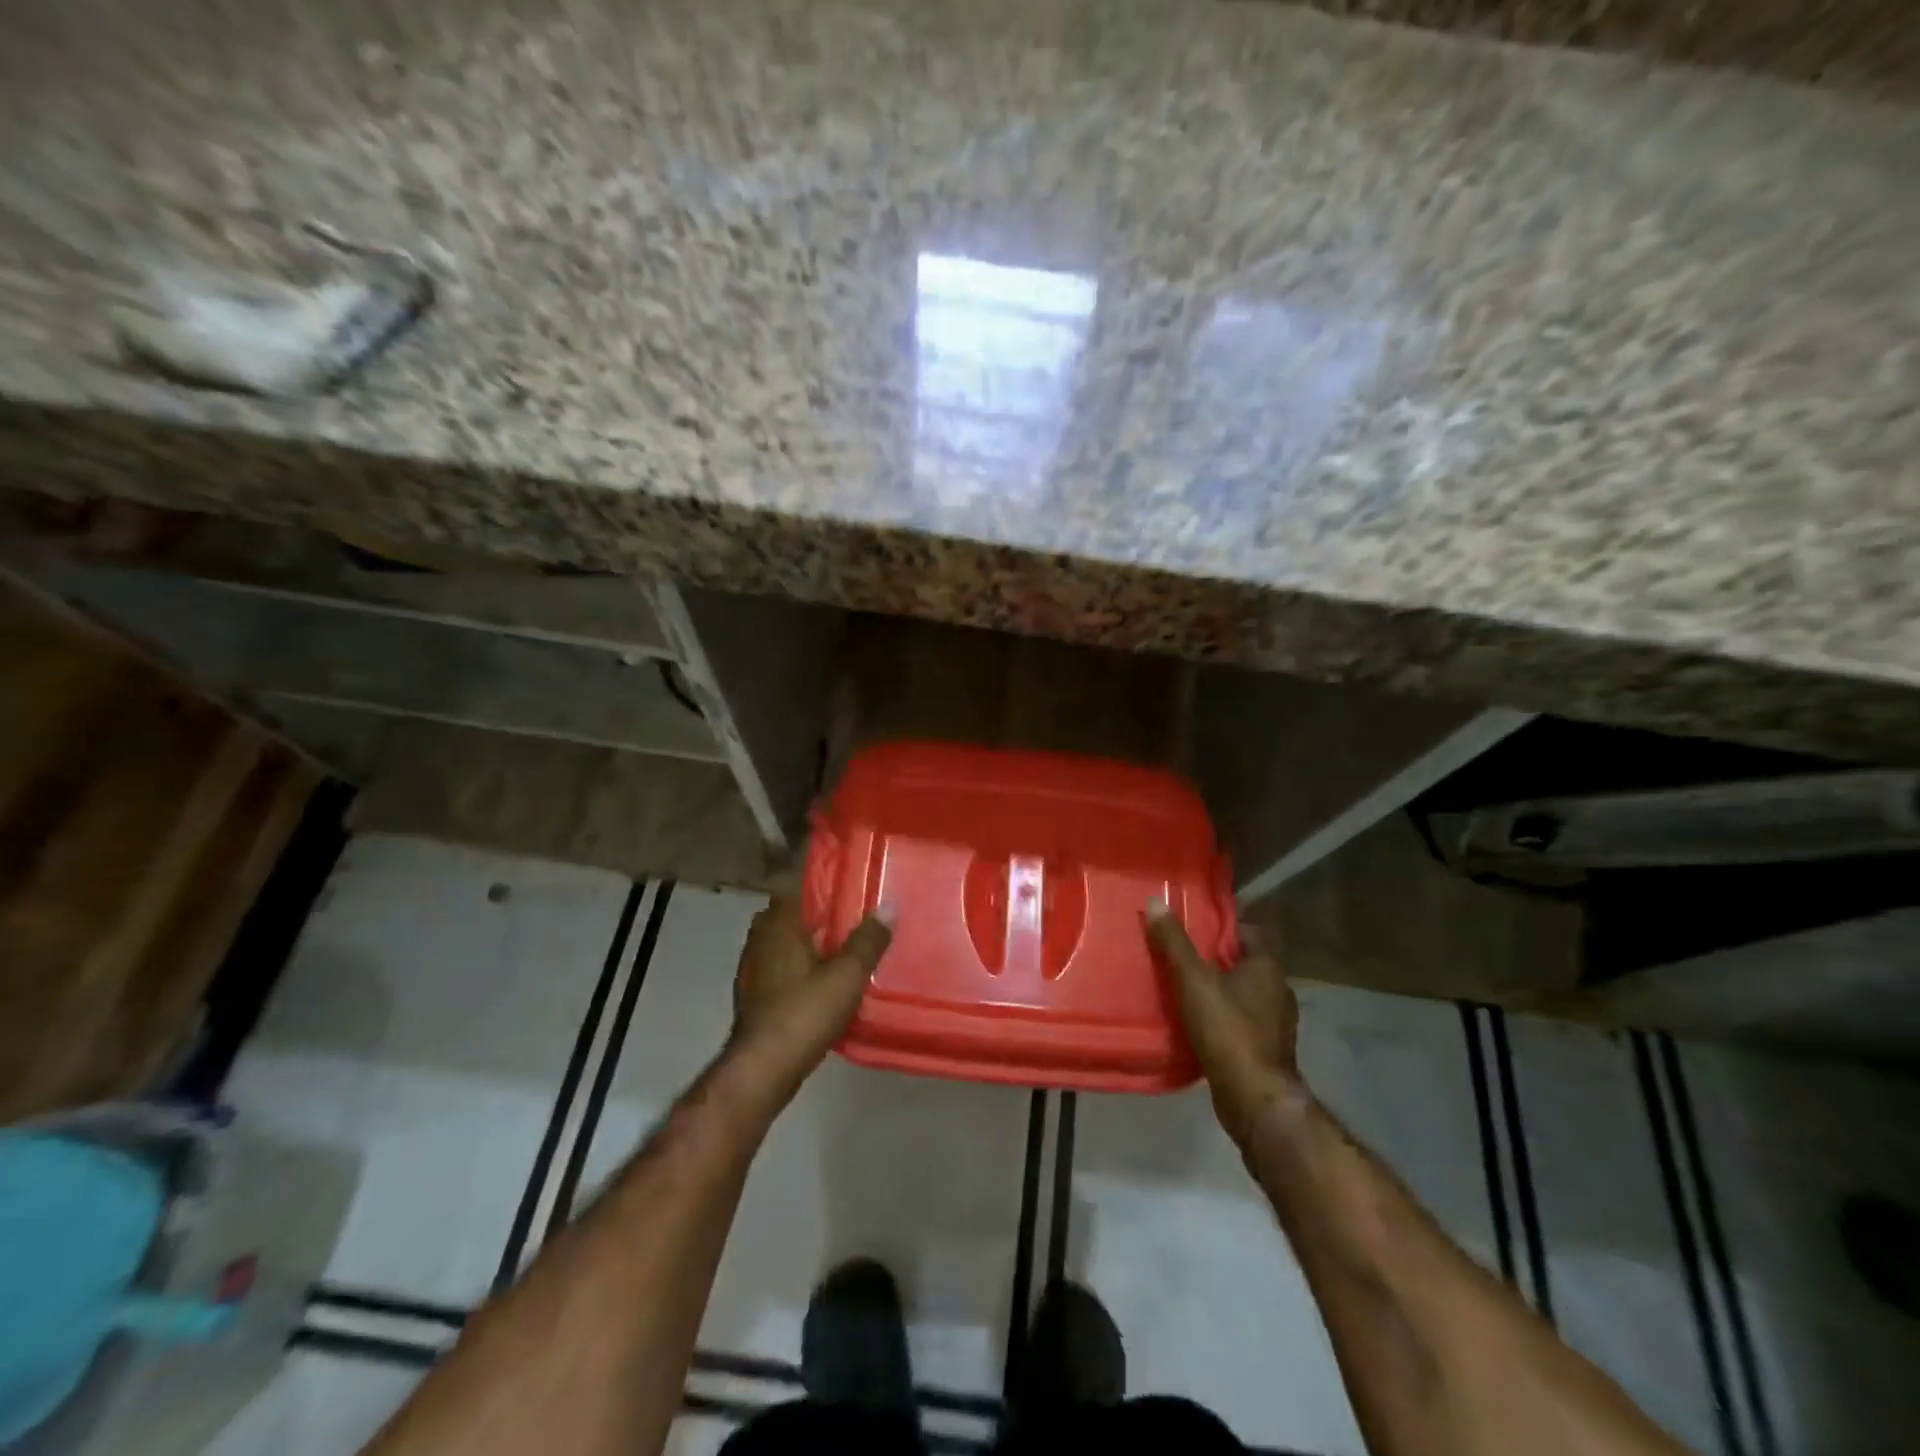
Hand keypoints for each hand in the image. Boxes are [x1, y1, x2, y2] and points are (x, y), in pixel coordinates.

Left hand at [728, 896, 893, 1099]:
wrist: (762, 1069)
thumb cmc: (804, 1012)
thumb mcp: (847, 975)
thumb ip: (868, 940)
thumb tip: (888, 906)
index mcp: (779, 924)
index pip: (800, 888)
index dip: (827, 888)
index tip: (853, 892)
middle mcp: (760, 938)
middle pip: (794, 917)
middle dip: (821, 919)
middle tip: (855, 925)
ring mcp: (752, 968)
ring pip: (786, 945)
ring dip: (810, 947)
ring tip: (844, 955)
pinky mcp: (754, 995)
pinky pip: (781, 970)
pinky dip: (800, 971)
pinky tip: (822, 986)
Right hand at [1146, 904, 1301, 1146]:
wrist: (1255, 1099)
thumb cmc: (1228, 1030)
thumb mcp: (1193, 980)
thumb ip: (1173, 943)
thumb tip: (1155, 901)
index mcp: (1267, 967)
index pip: (1250, 932)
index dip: (1224, 927)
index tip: (1195, 928)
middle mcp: (1279, 990)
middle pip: (1245, 963)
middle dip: (1216, 959)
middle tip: (1181, 957)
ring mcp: (1276, 1023)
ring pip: (1244, 994)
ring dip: (1219, 991)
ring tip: (1184, 990)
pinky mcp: (1266, 1049)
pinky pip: (1242, 1022)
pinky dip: (1223, 1018)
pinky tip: (1197, 1024)